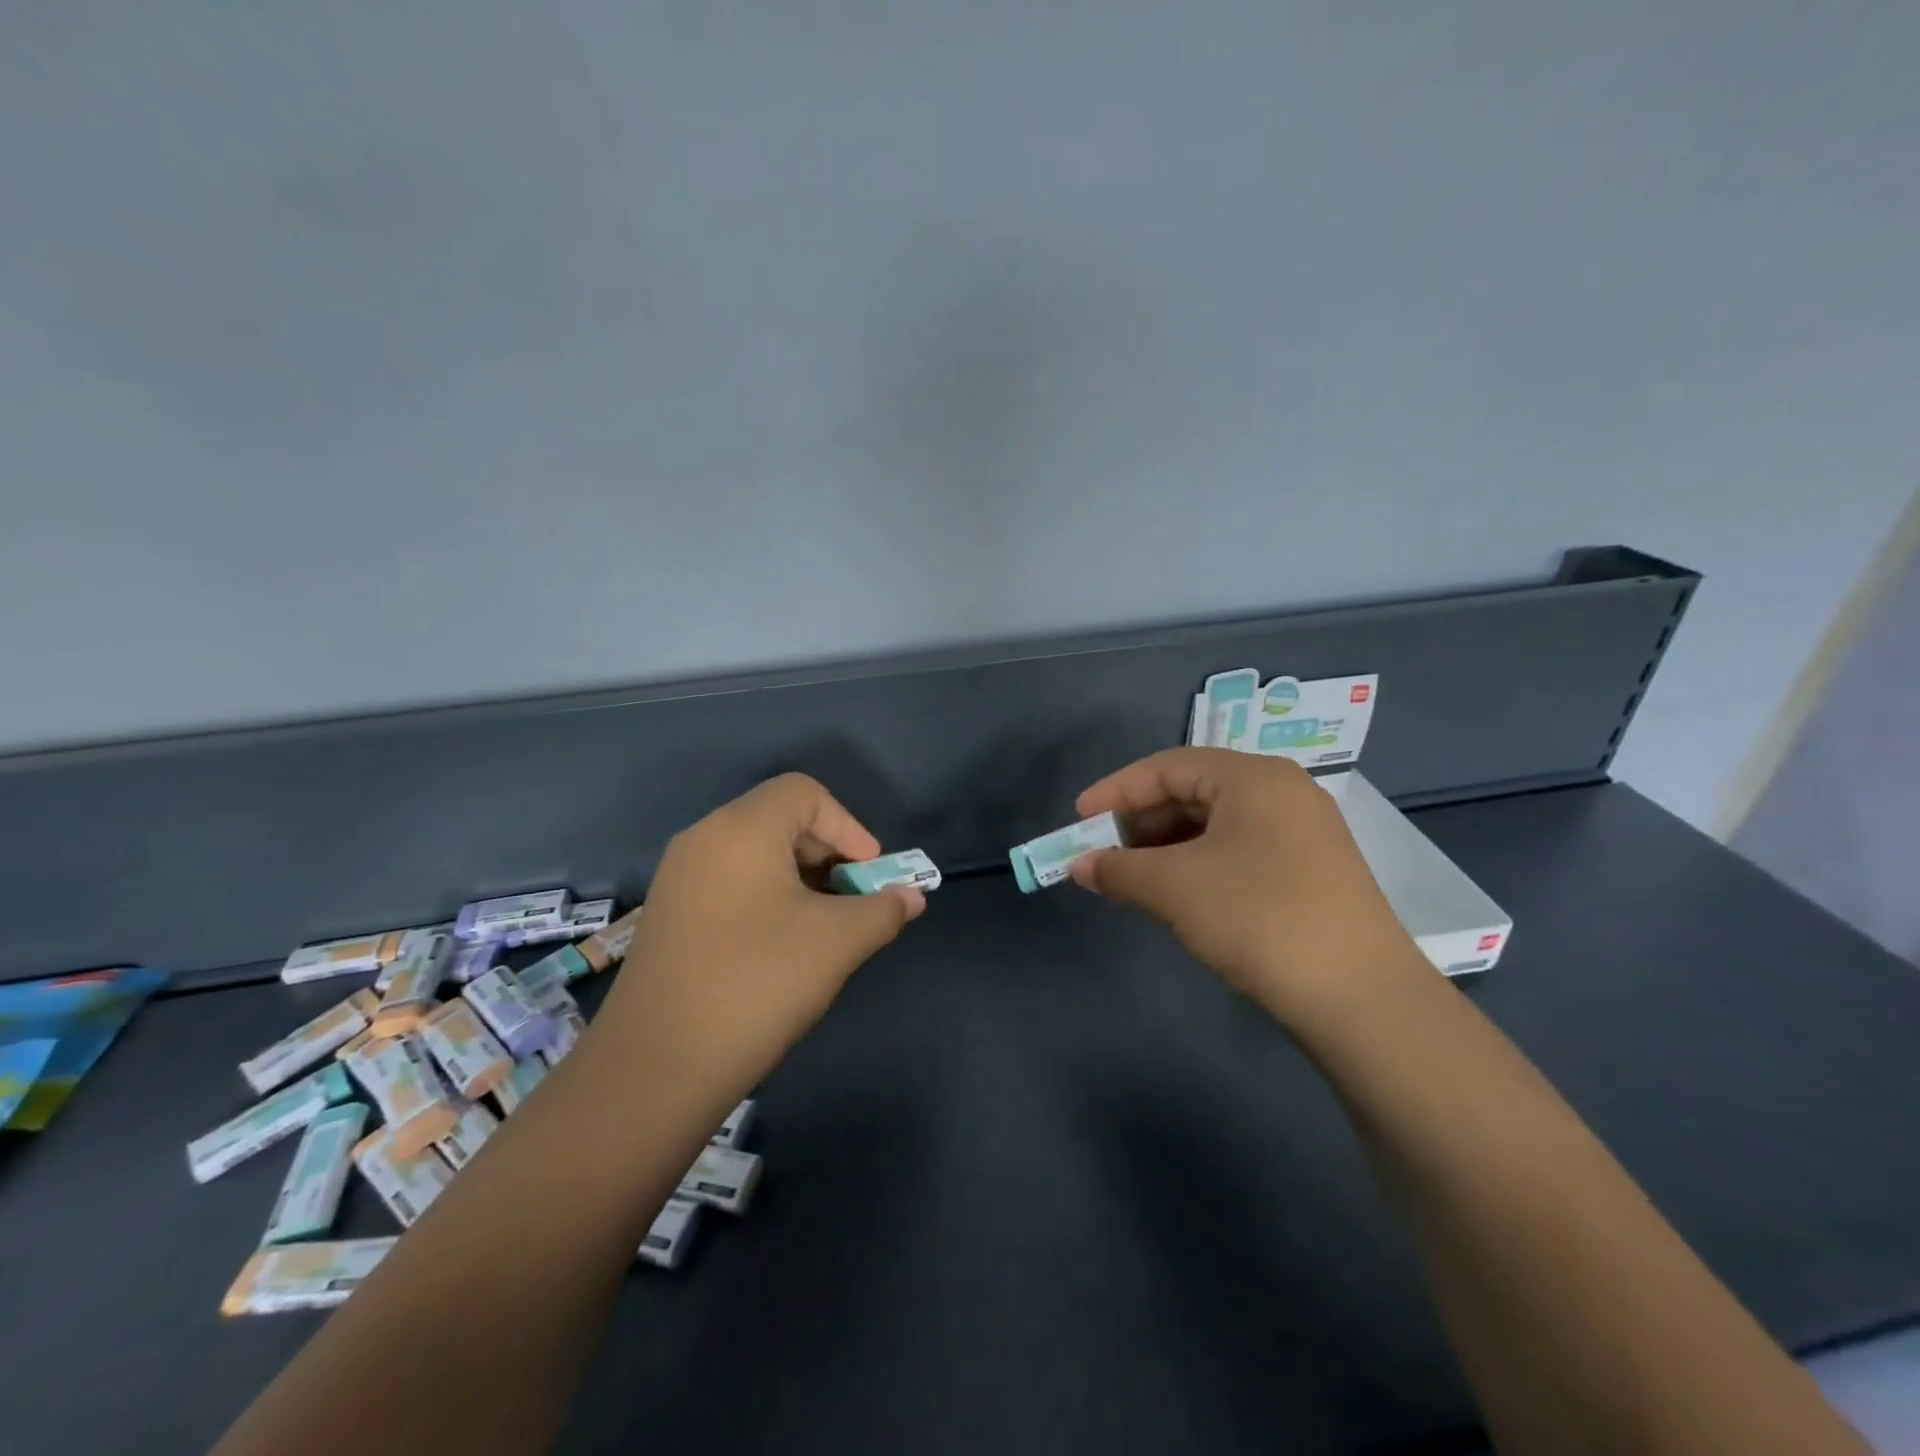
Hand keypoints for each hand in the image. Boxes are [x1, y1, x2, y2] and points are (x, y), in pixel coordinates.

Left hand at [599, 774, 924, 1097]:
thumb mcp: (837, 942)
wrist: (656, 1068)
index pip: (805, 793)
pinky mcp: (668, 915)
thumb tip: (911, 897)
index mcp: (741, 828)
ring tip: (823, 928)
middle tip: (852, 902)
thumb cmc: (757, 982)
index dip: (849, 827)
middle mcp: (704, 839)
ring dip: (801, 880)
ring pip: (756, 855)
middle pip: (780, 820)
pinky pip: (730, 884)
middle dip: (829, 855)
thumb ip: (883, 909)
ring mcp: (679, 878)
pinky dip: (767, 898)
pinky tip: (781, 948)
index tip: (870, 876)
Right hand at [1070, 749, 1424, 1021]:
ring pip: (1215, 826)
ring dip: (1165, 848)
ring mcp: (1302, 834)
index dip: (1116, 791)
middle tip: (1103, 854)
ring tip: (1131, 879)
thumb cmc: (1257, 917)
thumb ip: (1118, 869)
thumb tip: (1078, 866)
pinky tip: (1175, 895)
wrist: (1361, 999)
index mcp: (1253, 777)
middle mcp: (1282, 793)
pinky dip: (1197, 867)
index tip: (1078, 821)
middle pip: (1192, 792)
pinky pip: (1238, 852)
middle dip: (1140, 823)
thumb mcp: (1174, 888)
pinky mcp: (1311, 873)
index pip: (1167, 766)